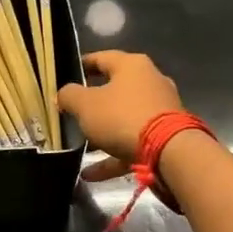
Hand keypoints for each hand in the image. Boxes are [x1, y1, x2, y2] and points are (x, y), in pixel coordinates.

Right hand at [57, 50, 183, 181]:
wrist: (169, 153)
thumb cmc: (122, 117)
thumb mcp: (86, 105)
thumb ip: (69, 96)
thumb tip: (63, 94)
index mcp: (132, 66)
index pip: (101, 58)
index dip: (82, 64)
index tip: (66, 73)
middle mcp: (149, 82)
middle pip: (114, 90)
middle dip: (91, 103)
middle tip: (71, 113)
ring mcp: (160, 110)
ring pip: (123, 119)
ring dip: (101, 134)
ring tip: (79, 147)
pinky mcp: (165, 137)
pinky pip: (132, 143)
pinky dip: (112, 157)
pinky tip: (91, 173)